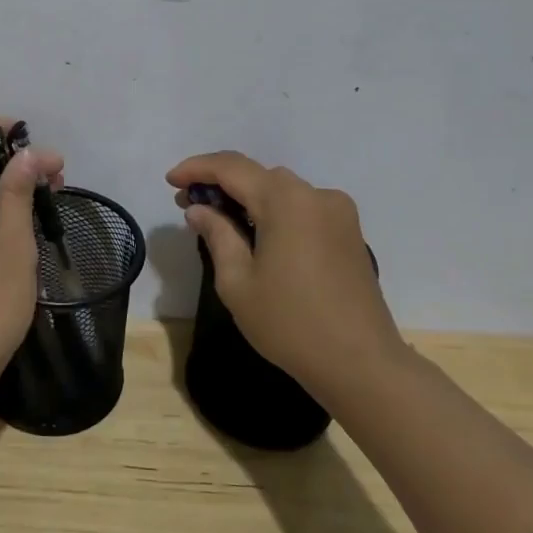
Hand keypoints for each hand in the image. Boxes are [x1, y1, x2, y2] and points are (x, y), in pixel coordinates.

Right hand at [167, 151, 405, 400]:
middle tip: (189, 204)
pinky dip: (273, 210)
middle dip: (220, 183)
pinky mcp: (348, 232)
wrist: (362, 365)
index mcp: (286, 200)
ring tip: (219, 219)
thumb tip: (199, 209)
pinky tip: (256, 233)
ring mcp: (337, 212)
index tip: (169, 180)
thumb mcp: (238, 282)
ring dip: (247, 196)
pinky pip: (302, 207)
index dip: (196, 168)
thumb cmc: (291, 324)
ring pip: (280, 189)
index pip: (231, 168)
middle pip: (257, 175)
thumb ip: (217, 235)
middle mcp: (315, 195)